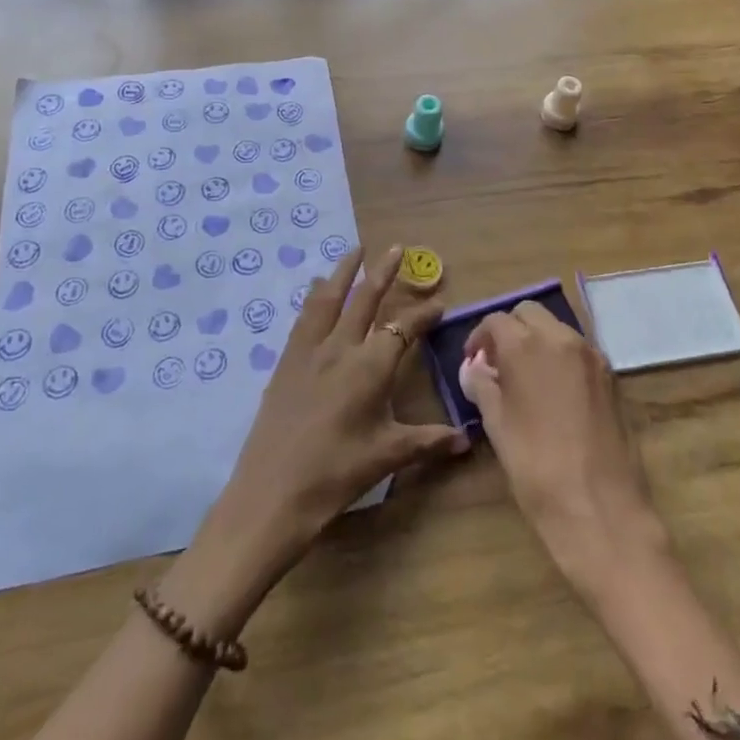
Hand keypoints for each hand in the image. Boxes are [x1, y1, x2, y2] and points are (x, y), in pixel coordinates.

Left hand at [200, 246, 467, 588]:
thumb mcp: (388, 456)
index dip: (423, 314)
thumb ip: (429, 441)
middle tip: (395, 247)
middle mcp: (341, 347)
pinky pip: (304, 317)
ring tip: (354, 249)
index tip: (439, 303)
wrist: (273, 492)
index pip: (404, 328)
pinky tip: (315, 288)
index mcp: (371, 366)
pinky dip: (314, 296)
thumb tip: (466, 439)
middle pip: (365, 298)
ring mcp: (309, 350)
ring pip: (329, 297)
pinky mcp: (286, 361)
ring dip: (344, 271)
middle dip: (383, 271)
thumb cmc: (337, 473)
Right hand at [461, 301, 670, 596]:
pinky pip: (578, 351)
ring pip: (556, 329)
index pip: (496, 321)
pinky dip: (560, 357)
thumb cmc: (537, 468)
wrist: (602, 510)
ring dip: (537, 341)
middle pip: (529, 313)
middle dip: (510, 331)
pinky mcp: (611, 376)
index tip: (473, 362)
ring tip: (525, 379)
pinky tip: (554, 393)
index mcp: (527, 345)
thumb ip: (482, 387)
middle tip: (498, 365)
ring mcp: (592, 356)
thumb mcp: (497, 426)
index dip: (480, 338)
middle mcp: (562, 338)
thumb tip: (474, 369)